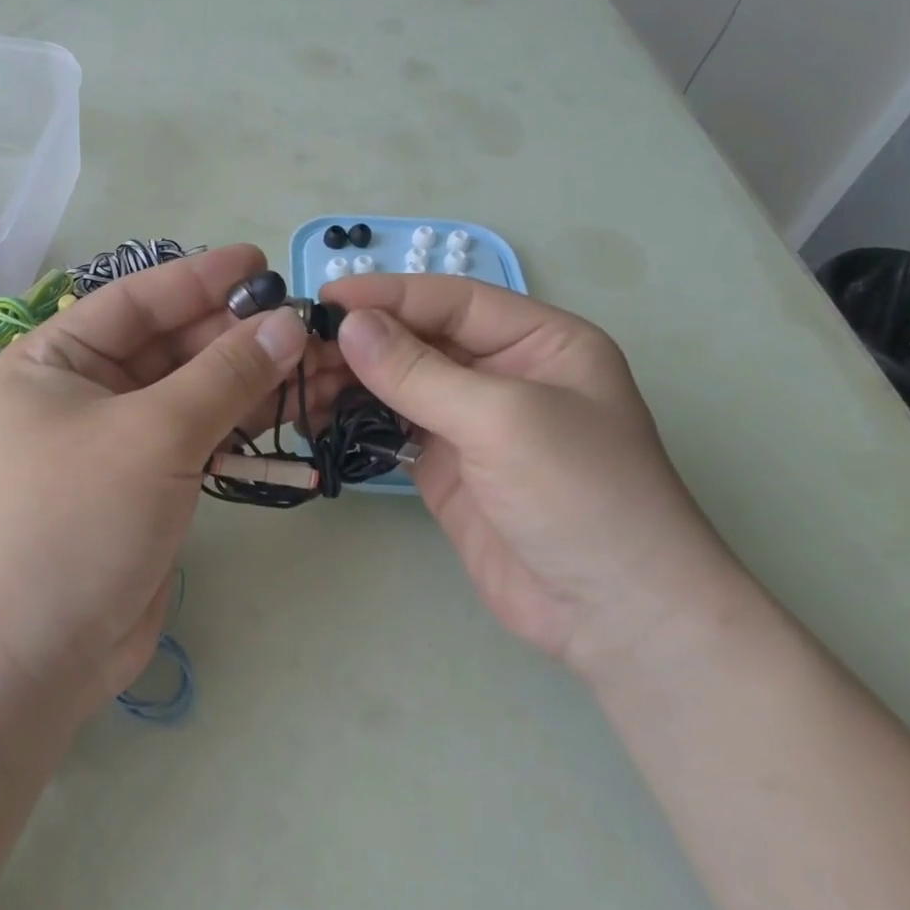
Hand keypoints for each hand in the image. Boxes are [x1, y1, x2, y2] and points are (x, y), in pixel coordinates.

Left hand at [0, 244, 331, 719]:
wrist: (34, 655)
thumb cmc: (75, 521)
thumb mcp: (152, 434)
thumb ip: (224, 375)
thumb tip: (288, 324)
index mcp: (55, 360)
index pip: (137, 301)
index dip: (201, 279)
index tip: (263, 263)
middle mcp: (82, 392)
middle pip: (170, 346)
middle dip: (236, 334)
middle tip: (306, 324)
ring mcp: (116, 441)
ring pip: (192, 393)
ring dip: (249, 380)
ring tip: (315, 363)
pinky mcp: (146, 485)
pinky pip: (200, 437)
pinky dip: (241, 426)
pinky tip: (290, 411)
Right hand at [321, 273, 743, 672]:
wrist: (613, 615)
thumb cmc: (579, 495)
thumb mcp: (503, 419)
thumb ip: (420, 371)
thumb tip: (350, 325)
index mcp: (539, 341)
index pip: (452, 300)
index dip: (389, 295)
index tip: (325, 299)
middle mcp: (504, 373)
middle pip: (421, 339)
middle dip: (362, 339)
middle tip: (297, 348)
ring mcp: (472, 423)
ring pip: (400, 383)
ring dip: (352, 378)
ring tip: (298, 381)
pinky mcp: (446, 466)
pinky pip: (393, 428)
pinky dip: (357, 419)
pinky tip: (318, 415)